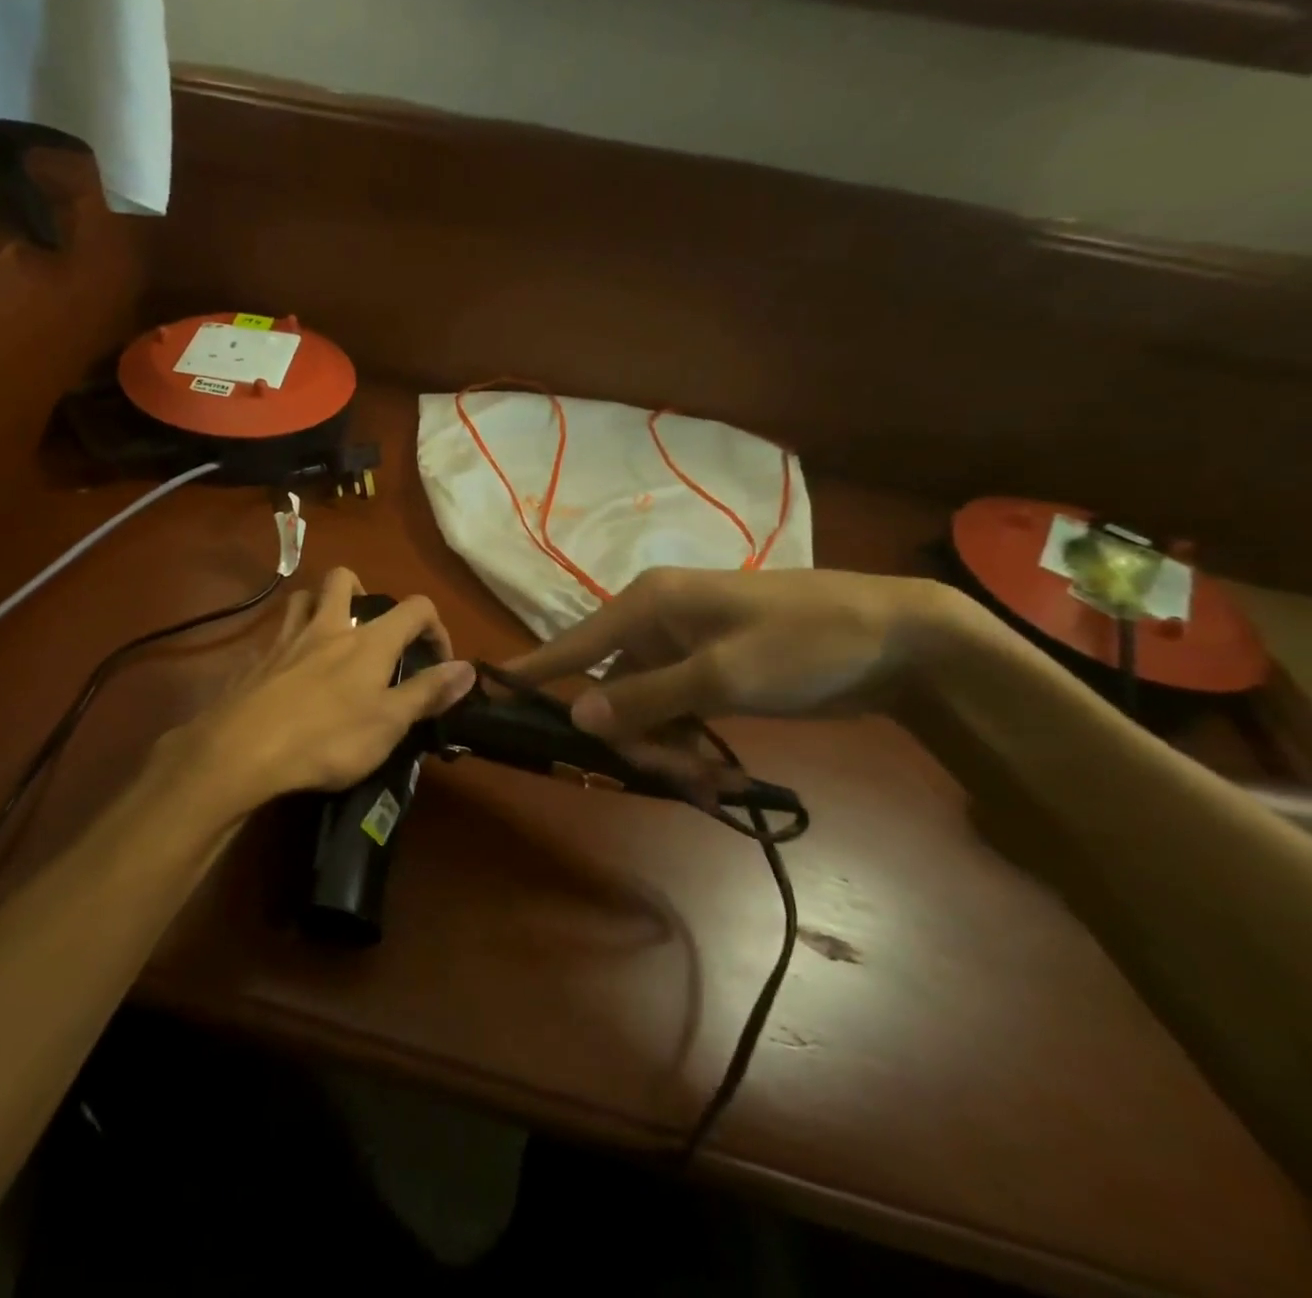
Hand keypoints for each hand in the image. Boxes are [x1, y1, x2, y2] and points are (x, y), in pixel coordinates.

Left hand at [161, 567, 476, 816]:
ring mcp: (285, 640)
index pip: (414, 608)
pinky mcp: (255, 660)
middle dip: (362, 590)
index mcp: (367, 642)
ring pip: (302, 599)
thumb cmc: (327, 739)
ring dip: (319, 606)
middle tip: (370, 625)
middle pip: (343, 579)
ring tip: (329, 636)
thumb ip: (428, 692)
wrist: (243, 750)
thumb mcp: (389, 724)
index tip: (438, 660)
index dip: (435, 625)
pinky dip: (287, 644)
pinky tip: (288, 673)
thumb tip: (469, 667)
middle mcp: (327, 627)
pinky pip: (273, 637)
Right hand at [506, 567, 963, 743]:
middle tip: (674, 776)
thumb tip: (577, 714)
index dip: (530, 669)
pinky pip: (673, 711)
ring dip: (664, 746)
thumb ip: (647, 696)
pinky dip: (686, 742)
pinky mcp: (708, 672)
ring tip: (709, 780)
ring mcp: (681, 649)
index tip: (483, 687)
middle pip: (608, 688)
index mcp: (646, 605)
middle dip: (630, 736)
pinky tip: (716, 771)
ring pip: (641, 707)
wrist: (901, 638)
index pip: (572, 642)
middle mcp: (653, 623)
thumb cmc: (806, 643)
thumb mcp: (725, 674)